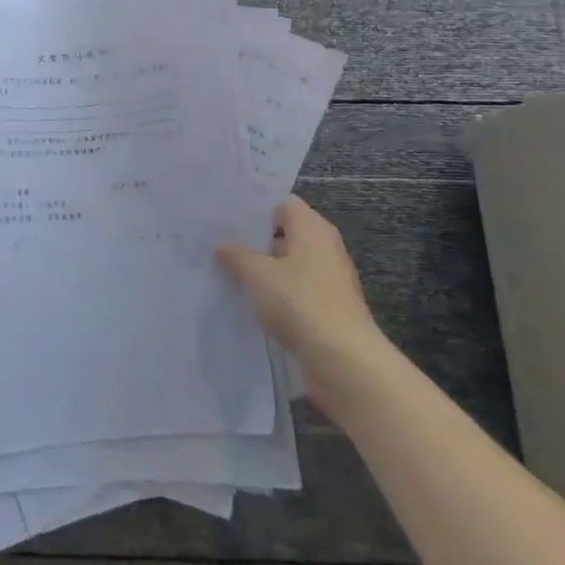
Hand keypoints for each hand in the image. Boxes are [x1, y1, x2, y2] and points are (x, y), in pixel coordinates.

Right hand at [218, 197, 394, 410]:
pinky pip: (296, 292)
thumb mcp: (257, 273)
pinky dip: (276, 294)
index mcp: (312, 228)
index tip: (226, 211)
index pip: (282, 202)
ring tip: (227, 269)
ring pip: (290, 265)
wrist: (344, 362)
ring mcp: (329, 281)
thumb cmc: (299, 302)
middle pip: (286, 233)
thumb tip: (222, 245)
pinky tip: (250, 301)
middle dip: (255, 237)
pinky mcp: (329, 310)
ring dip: (265, 268)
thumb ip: (237, 254)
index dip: (255, 204)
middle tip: (219, 239)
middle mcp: (325, 248)